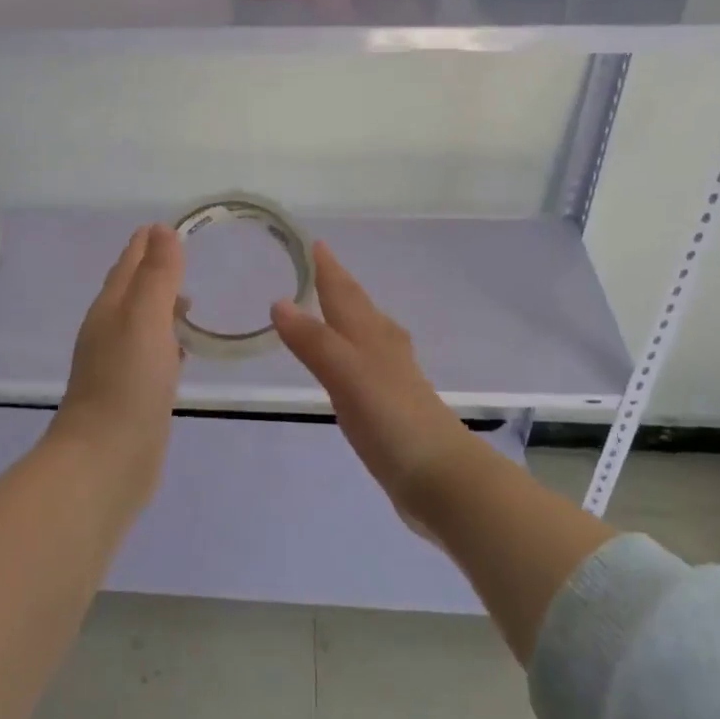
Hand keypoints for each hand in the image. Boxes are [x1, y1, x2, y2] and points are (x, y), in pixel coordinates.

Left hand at [53, 225, 185, 489]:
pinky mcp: (134, 392)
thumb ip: (157, 275)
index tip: (174, 225)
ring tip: (191, 299)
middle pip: (133, 288)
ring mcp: (120, 363)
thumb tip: (163, 230)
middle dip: (156, 269)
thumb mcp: (145, 319)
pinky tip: (184, 348)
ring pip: (143, 321)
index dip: (149, 242)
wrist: (106, 462)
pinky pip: (152, 352)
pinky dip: (167, 339)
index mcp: (111, 308)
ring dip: (163, 305)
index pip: (129, 262)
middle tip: (188, 256)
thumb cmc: (127, 383)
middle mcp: (111, 330)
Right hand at [271, 242, 475, 525]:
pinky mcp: (391, 405)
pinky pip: (364, 363)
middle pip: (357, 306)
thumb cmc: (392, 417)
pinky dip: (349, 351)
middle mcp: (383, 347)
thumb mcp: (347, 373)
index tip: (314, 242)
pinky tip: (349, 365)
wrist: (440, 476)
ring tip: (329, 308)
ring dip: (345, 316)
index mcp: (371, 334)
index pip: (344, 291)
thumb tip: (279, 302)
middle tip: (317, 266)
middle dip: (337, 285)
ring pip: (364, 332)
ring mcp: (390, 376)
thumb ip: (314, 340)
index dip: (328, 267)